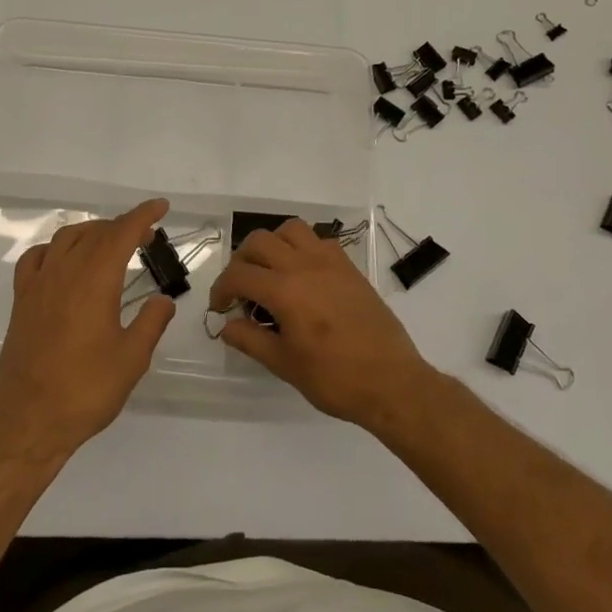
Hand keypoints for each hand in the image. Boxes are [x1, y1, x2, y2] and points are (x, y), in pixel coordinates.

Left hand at [0, 198, 175, 461]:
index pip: (121, 234)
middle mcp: (65, 272)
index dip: (143, 216)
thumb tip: (162, 300)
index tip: (161, 207)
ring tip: (110, 242)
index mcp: (95, 281)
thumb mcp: (132, 359)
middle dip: (123, 226)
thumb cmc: (85, 390)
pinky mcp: (21, 300)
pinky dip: (55, 248)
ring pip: (66, 238)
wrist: (28, 420)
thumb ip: (151, 323)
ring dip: (92, 231)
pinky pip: (36, 257)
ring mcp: (39, 284)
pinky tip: (64, 260)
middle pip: (96, 232)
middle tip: (145, 235)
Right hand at [209, 219, 438, 431]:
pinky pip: (318, 240)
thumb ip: (250, 340)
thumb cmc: (335, 379)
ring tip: (270, 271)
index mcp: (284, 290)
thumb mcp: (285, 365)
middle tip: (241, 289)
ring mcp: (329, 261)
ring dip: (272, 244)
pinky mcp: (349, 266)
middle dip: (241, 261)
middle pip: (259, 242)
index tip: (220, 308)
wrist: (391, 381)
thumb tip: (226, 326)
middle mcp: (304, 265)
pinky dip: (301, 247)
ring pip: (290, 229)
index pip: (239, 274)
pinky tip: (302, 274)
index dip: (221, 289)